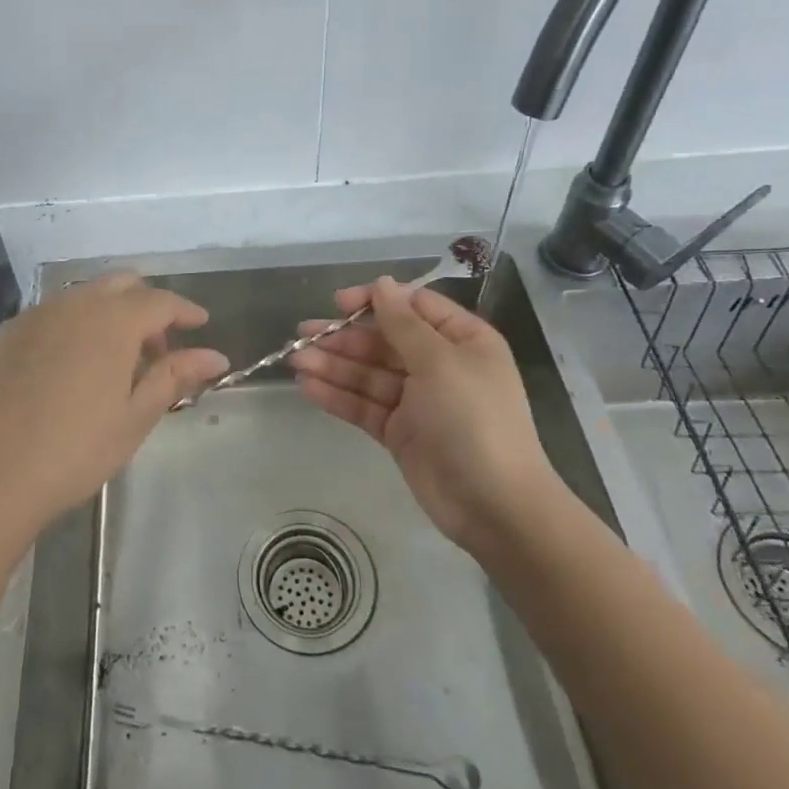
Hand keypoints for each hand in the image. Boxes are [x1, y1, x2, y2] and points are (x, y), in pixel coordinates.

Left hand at [0, 274, 228, 543]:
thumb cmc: (77, 450)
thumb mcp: (135, 416)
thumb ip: (175, 375)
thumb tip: (216, 355)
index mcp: (113, 321)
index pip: (160, 300)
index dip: (184, 310)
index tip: (200, 323)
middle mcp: (75, 304)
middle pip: (121, 284)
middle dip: (147, 305)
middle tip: (157, 347)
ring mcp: (36, 315)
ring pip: (84, 295)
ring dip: (109, 312)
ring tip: (115, 359)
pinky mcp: (7, 333)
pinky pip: (51, 314)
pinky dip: (74, 325)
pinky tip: (70, 365)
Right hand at [291, 277, 556, 550]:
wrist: (493, 505)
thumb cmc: (473, 419)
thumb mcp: (440, 362)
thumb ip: (403, 323)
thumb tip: (382, 283)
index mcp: (461, 341)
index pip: (412, 307)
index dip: (374, 302)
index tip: (338, 303)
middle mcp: (439, 365)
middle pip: (384, 341)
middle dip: (344, 337)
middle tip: (301, 334)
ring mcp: (418, 400)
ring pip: (368, 373)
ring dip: (333, 365)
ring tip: (295, 359)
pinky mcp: (399, 432)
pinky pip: (364, 405)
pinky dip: (337, 395)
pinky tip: (306, 387)